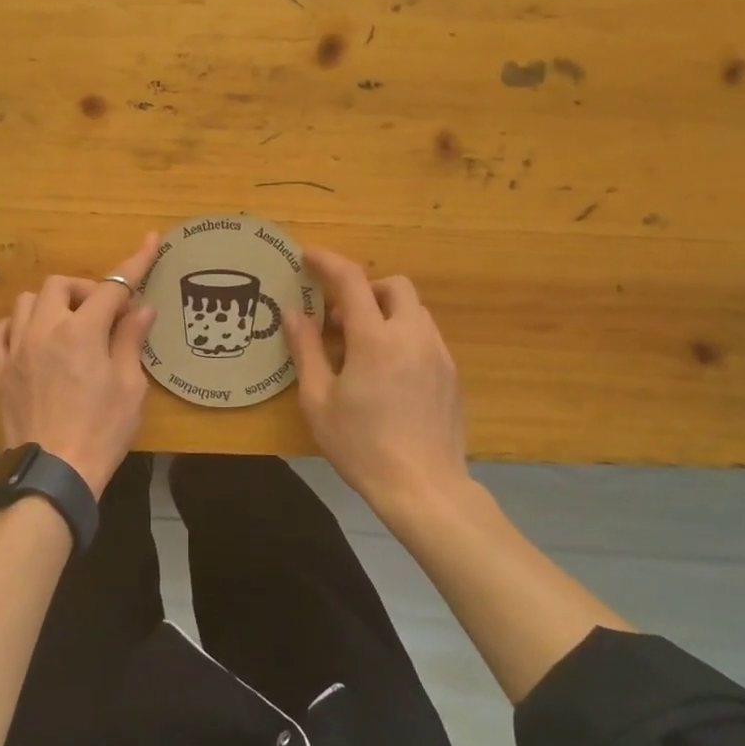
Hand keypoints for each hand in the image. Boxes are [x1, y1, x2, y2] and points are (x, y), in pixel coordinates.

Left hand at [0, 233, 161, 497]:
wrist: (54, 473)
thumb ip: (130, 341)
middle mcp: (44, 329)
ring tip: (67, 326)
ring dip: (50, 304)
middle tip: (104, 315)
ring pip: (26, 302)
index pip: (112, 286)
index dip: (135, 262)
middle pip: (60, 285)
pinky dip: (15, 327)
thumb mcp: (129, 387)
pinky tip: (30, 340)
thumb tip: (140, 309)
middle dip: (85, 290)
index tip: (150, 241)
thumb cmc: (101, 431)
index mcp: (82, 331)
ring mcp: (16, 348)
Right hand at [284, 247, 468, 516]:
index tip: (307, 256)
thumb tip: (293, 312)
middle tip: (339, 317)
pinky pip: (426, 335)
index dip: (328, 261)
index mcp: (375, 339)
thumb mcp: (318, 401)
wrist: (425, 489)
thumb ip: (305, 350)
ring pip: (414, 310)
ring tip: (361, 347)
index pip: (351, 280)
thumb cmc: (362, 446)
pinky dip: (402, 334)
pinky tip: (387, 371)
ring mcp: (438, 354)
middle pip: (394, 285)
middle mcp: (412, 336)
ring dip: (385, 312)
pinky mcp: (451, 374)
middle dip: (365, 288)